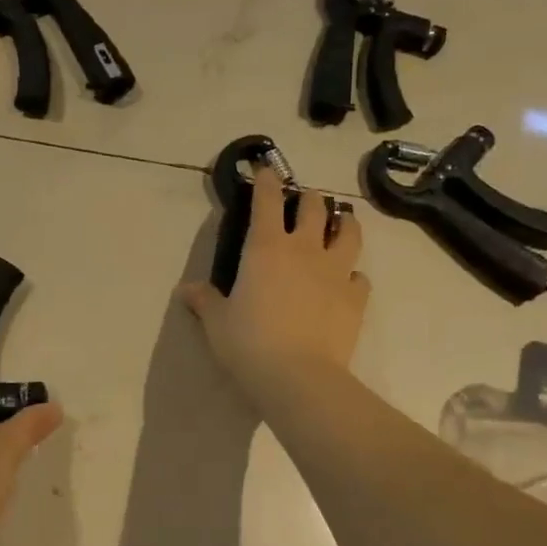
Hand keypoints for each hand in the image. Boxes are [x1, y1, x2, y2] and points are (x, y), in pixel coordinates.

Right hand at [179, 167, 370, 402]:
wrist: (298, 376)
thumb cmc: (249, 344)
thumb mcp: (217, 322)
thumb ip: (205, 300)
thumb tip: (186, 290)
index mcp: (266, 247)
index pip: (267, 200)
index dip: (267, 180)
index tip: (267, 169)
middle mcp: (304, 249)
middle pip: (314, 206)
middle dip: (309, 197)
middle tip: (305, 200)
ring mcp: (335, 271)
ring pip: (349, 231)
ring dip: (345, 222)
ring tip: (340, 223)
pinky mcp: (356, 297)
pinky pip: (360, 276)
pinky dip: (354, 274)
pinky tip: (347, 282)